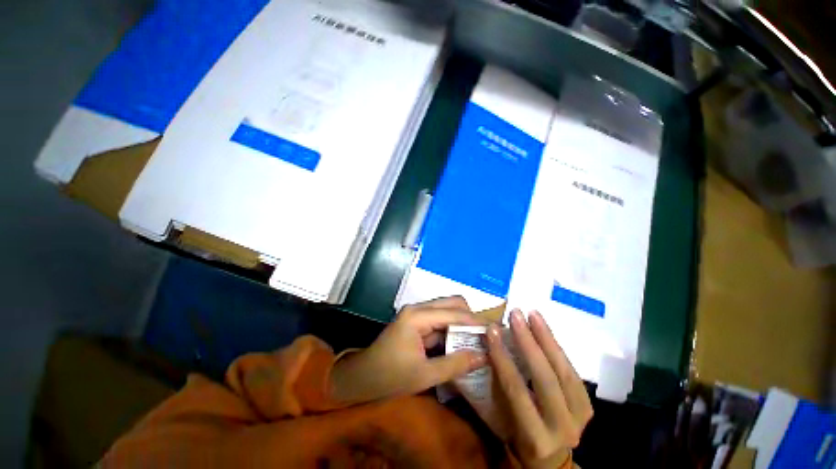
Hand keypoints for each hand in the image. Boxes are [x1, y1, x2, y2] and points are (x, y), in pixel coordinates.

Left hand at [330, 296, 488, 403]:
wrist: (361, 380)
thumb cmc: (389, 378)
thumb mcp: (424, 375)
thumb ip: (455, 364)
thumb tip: (485, 355)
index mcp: (418, 316)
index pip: (454, 313)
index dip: (476, 322)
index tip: (497, 331)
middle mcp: (418, 309)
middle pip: (452, 304)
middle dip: (471, 318)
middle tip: (488, 336)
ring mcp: (417, 314)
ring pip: (447, 311)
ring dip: (463, 323)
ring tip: (480, 339)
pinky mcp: (417, 323)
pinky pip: (440, 321)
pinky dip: (453, 330)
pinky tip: (463, 343)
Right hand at [485, 309, 592, 468]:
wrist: (550, 458)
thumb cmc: (517, 436)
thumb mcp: (502, 419)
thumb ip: (498, 385)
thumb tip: (489, 346)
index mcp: (534, 436)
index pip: (516, 390)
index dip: (503, 357)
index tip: (491, 330)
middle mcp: (561, 428)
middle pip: (545, 379)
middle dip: (529, 342)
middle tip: (516, 315)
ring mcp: (580, 418)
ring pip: (564, 372)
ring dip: (547, 339)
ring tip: (532, 314)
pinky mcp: (587, 406)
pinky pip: (573, 372)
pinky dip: (557, 348)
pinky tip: (545, 329)